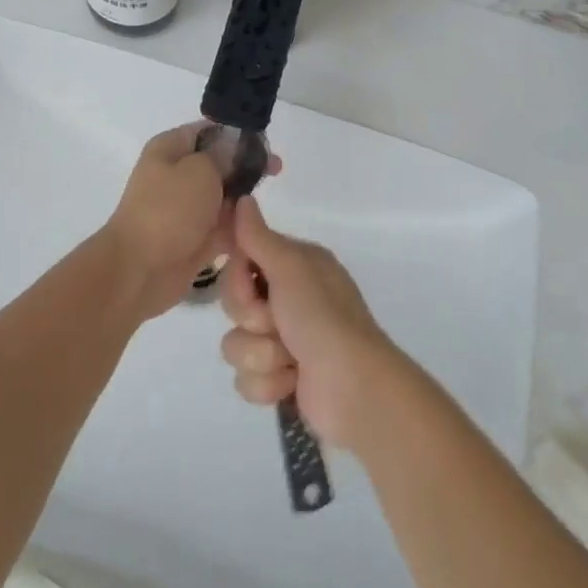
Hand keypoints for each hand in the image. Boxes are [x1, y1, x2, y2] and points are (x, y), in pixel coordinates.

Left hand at [103, 125, 275, 320]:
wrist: (140, 269)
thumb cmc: (169, 209)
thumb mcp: (200, 169)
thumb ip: (223, 156)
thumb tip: (234, 150)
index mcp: (170, 148)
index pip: (208, 131)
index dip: (237, 134)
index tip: (265, 143)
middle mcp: (176, 174)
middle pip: (219, 164)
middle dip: (246, 167)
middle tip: (276, 169)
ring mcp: (185, 208)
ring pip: (223, 196)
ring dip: (243, 199)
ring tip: (264, 202)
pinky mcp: (194, 238)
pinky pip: (223, 227)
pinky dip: (238, 227)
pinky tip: (257, 228)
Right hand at [218, 196, 402, 451]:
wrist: (354, 388)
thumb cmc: (323, 319)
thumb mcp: (291, 268)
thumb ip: (259, 237)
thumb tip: (243, 198)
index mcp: (294, 266)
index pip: (241, 260)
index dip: (238, 278)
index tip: (251, 286)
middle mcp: (288, 298)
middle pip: (233, 304)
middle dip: (251, 319)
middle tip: (276, 323)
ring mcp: (283, 340)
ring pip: (236, 344)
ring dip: (261, 355)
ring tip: (290, 360)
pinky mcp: (280, 378)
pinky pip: (246, 379)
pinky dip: (269, 384)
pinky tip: (292, 383)